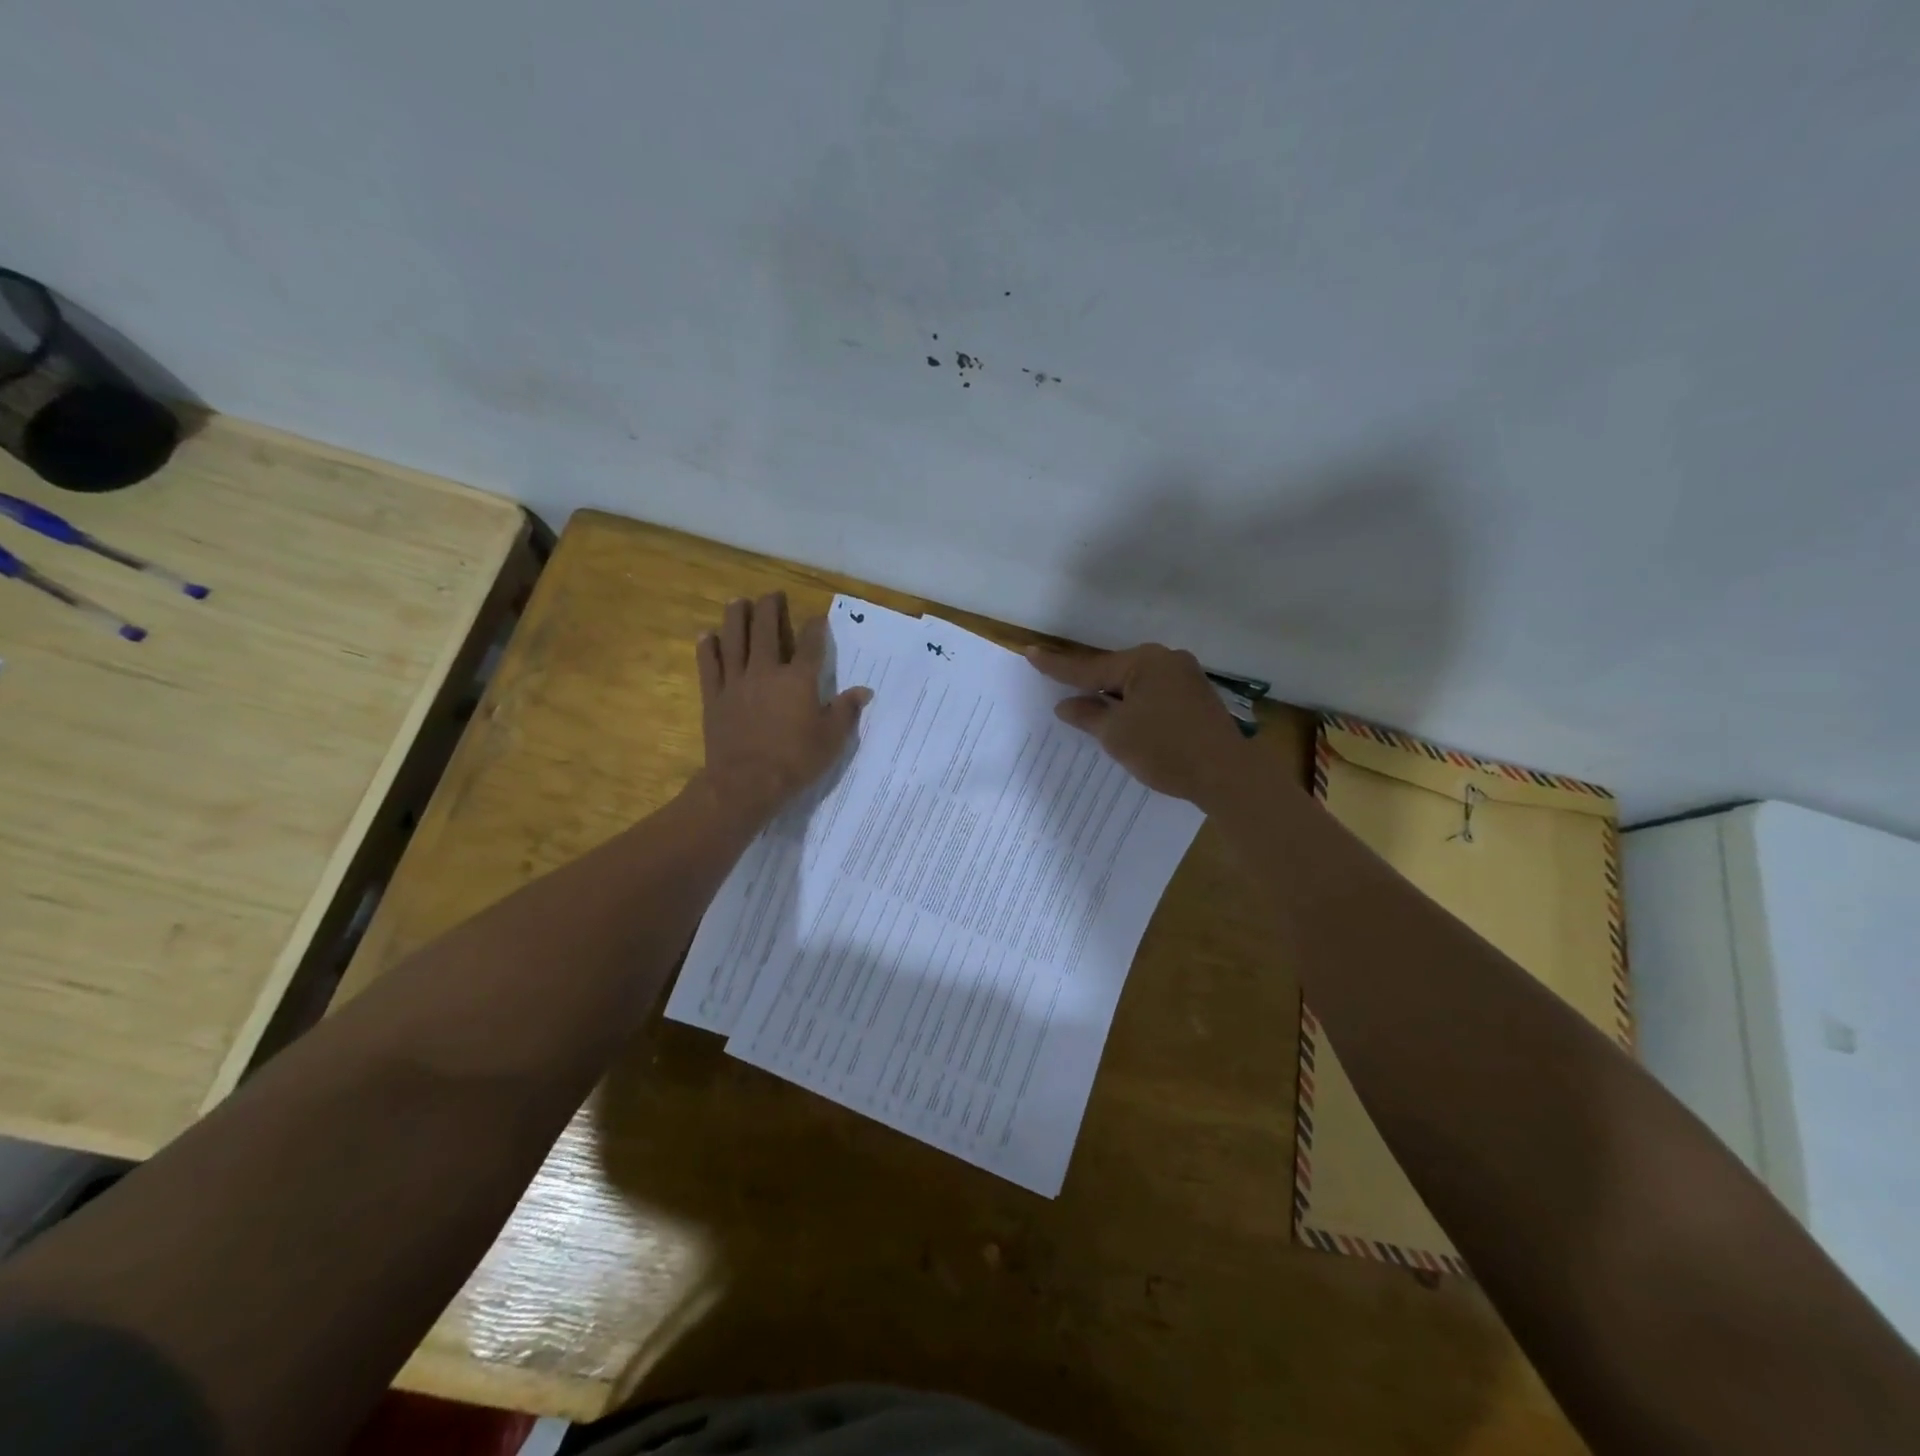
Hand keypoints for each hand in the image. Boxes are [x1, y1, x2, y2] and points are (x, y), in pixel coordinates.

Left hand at [696, 593, 869, 825]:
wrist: (746, 783)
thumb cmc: (795, 761)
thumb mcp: (832, 739)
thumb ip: (846, 711)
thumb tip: (864, 691)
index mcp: (799, 680)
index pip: (811, 645)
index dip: (815, 627)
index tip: (818, 617)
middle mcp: (766, 671)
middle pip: (766, 629)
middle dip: (770, 608)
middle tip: (772, 595)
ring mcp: (736, 682)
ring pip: (734, 639)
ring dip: (736, 617)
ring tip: (738, 602)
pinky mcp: (714, 697)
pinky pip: (708, 665)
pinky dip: (707, 647)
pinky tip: (707, 635)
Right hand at [1027, 642, 1249, 805]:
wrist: (1227, 775)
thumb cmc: (1165, 749)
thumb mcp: (1116, 735)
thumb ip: (1088, 715)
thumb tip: (1066, 704)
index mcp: (1144, 662)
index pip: (1090, 667)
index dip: (1057, 667)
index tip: (1030, 653)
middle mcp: (1167, 661)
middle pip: (1115, 673)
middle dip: (1089, 685)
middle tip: (1060, 689)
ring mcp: (1186, 679)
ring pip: (1136, 685)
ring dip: (1114, 699)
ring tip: (1090, 710)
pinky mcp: (1197, 699)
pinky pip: (1154, 696)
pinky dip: (1135, 707)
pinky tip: (1125, 722)